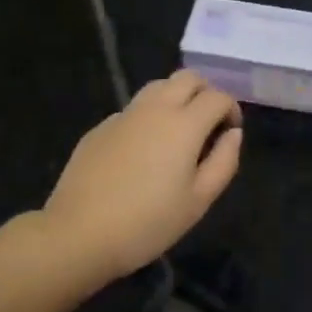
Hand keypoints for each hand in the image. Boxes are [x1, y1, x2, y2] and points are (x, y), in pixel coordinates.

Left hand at [42, 71, 242, 284]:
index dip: (231, 109)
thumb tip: (233, 134)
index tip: (230, 131)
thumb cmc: (147, 223)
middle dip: (206, 91)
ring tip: (178, 130)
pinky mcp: (101, 127)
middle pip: (188, 77)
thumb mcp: (198, 202)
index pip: (218, 96)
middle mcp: (156, 107)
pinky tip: (143, 149)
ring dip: (176, 96)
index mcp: (184, 123)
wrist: (78, 234)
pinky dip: (149, 116)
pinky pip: (134, 108)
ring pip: (159, 86)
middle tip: (209, 122)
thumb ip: (224, 162)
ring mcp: (125, 114)